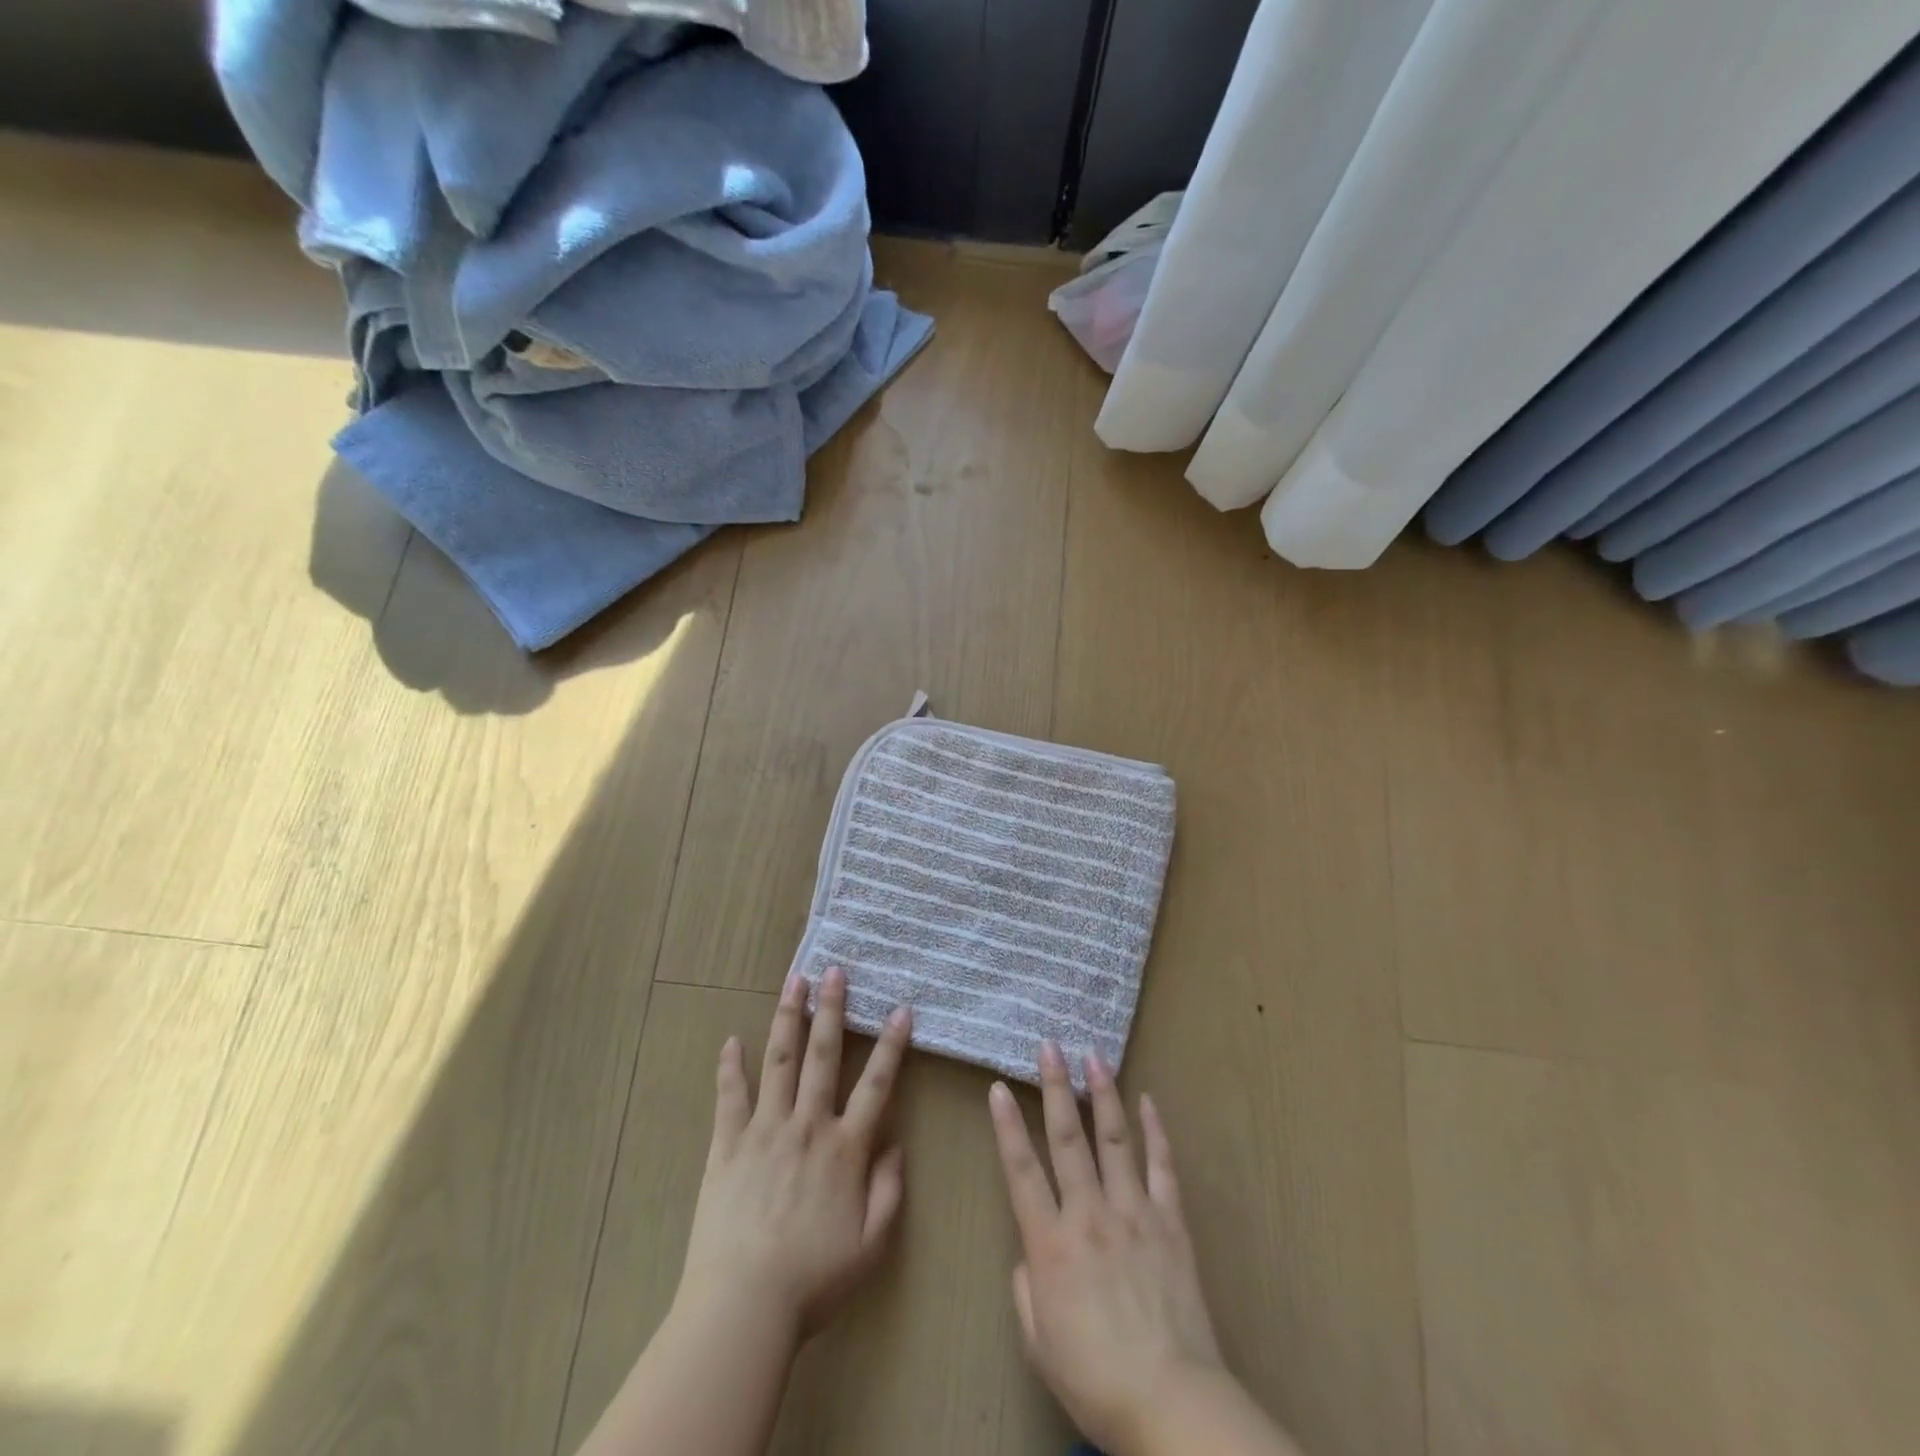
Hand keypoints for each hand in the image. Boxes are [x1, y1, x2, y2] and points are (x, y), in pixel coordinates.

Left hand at [676, 966, 911, 1337]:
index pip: (876, 1084)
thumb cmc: (813, 1280)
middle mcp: (807, 1126)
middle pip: (823, 1055)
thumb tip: (895, 1144)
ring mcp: (764, 1131)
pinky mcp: (727, 1146)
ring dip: (789, 1018)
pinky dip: (730, 1068)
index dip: (892, 1044)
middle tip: (835, 971)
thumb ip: (889, 1191)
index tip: (901, 1009)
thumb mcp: (871, 1245)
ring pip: (779, 1061)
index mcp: (845, 1148)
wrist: (744, 1306)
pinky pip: (730, 1098)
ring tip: (794, 982)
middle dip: (832, 1009)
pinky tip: (732, 1040)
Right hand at [988, 1041, 1223, 1455]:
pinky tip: (1147, 1101)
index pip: (1021, 1170)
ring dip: (1102, 1094)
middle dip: (1055, 1087)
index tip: (998, 1087)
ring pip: (1114, 1139)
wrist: (1171, 1404)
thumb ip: (1027, 1287)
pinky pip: (1162, 1167)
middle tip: (1049, 1046)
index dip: (1007, 1126)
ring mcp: (1133, 1213)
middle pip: (1067, 1138)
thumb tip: (1030, 1253)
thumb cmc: (1095, 1379)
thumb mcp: (1039, 1342)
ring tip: (1093, 1056)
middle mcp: (1089, 1214)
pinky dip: (1155, 1131)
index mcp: (1051, 1244)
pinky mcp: (1170, 1223)